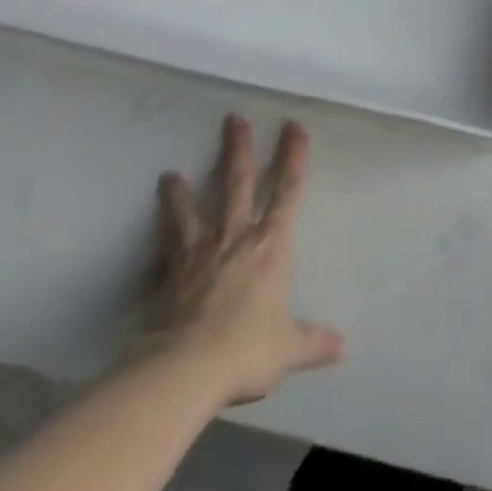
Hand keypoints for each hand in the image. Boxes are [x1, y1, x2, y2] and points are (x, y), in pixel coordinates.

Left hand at [142, 115, 344, 404]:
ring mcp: (198, 254)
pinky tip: (148, 235)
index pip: (287, 191)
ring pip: (193, 211)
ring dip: (183, 191)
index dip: (293, 157)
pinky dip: (157, 239)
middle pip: (238, 184)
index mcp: (271, 245)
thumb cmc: (246, 350)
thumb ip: (313, 342)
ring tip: (170, 174)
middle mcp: (236, 238)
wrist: (183, 371)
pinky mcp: (168, 277)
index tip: (294, 126)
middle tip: (234, 119)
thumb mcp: (288, 348)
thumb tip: (343, 348)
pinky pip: (164, 249)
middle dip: (239, 150)